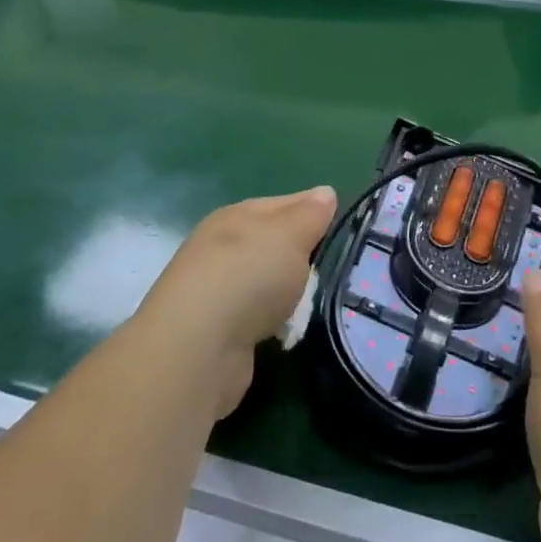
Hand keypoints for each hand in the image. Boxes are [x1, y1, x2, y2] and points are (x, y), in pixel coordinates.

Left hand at [135, 187, 336, 415]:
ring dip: (287, 292)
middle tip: (335, 267)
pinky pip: (255, 316)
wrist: (197, 348)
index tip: (343, 224)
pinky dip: (272, 321)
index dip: (312, 210)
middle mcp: (220, 247)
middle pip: (271, 244)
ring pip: (264, 281)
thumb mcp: (289, 234)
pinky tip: (287, 331)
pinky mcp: (215, 330)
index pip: (282, 203)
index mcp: (235, 216)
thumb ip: (310, 214)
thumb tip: (325, 192)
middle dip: (301, 255)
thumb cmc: (248, 276)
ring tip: (315, 303)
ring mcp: (214, 290)